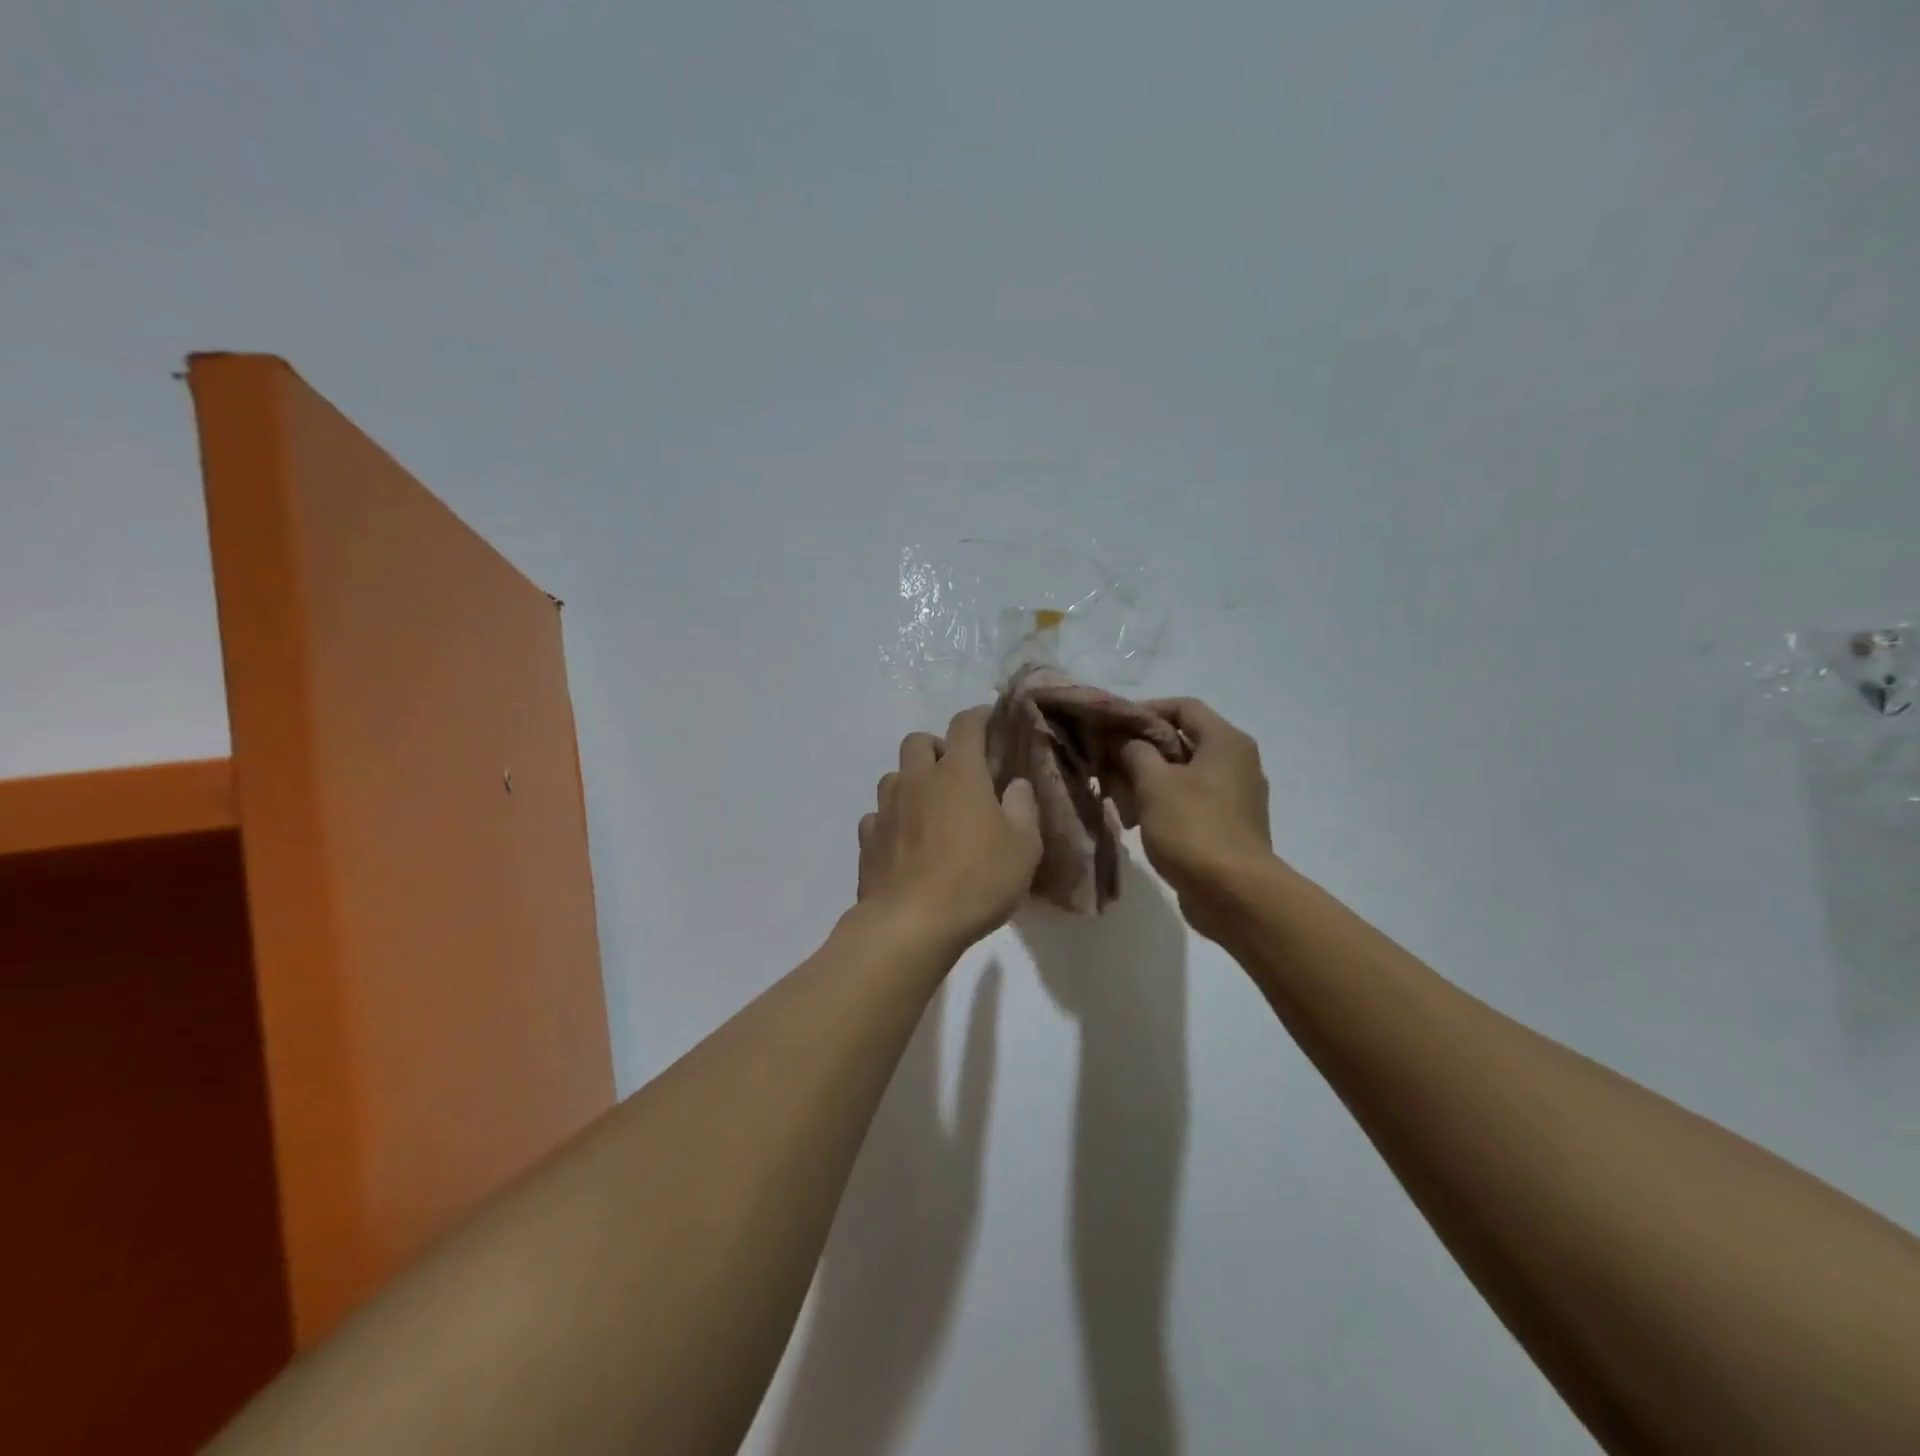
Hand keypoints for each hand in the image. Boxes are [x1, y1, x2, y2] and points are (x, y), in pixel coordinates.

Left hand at [858, 707, 1042, 953]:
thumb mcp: (1023, 847)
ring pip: (894, 776)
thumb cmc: (976, 880)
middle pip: (918, 741)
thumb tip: (1015, 785)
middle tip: (957, 772)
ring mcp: (886, 809)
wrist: (910, 924)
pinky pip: (877, 815)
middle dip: (937, 747)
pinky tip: (904, 840)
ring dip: (911, 781)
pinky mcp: (868, 839)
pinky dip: (891, 819)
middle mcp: (917, 780)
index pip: (965, 725)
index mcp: (958, 773)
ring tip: (929, 807)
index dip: (978, 717)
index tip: (989, 720)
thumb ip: (1023, 808)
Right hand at [1115, 698, 1274, 935]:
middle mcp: (1237, 762)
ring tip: (1117, 794)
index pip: (1183, 706)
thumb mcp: (1154, 782)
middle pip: (1183, 740)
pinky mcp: (1229, 825)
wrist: (1235, 894)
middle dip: (1142, 748)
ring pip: (1184, 773)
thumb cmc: (1193, 827)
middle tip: (1108, 761)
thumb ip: (1134, 752)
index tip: (1111, 725)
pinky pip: (1191, 800)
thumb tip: (1126, 742)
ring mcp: (1236, 796)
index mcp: (1225, 742)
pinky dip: (1164, 802)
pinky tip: (1137, 819)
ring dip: (1149, 778)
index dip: (1145, 710)